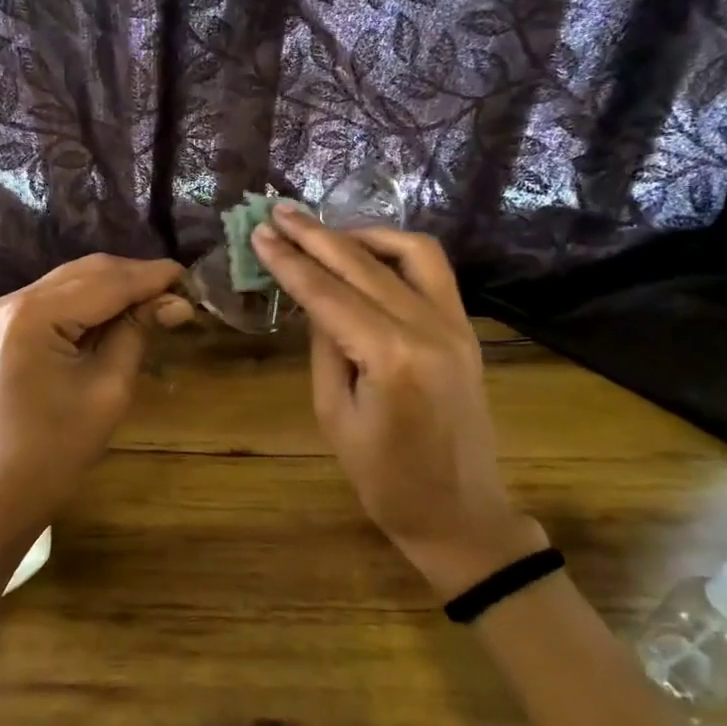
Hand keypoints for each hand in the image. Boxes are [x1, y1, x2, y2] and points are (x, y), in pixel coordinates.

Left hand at [0, 253, 192, 530]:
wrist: (9, 485)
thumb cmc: (62, 446)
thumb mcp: (109, 386)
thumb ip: (138, 332)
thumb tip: (178, 301)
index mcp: (35, 314)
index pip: (106, 282)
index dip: (151, 277)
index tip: (191, 277)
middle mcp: (16, 299)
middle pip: (89, 272)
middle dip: (135, 277)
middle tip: (179, 291)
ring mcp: (8, 310)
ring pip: (76, 279)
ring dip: (117, 285)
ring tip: (158, 299)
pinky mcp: (12, 324)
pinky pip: (61, 297)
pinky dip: (95, 300)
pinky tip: (123, 310)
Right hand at [250, 210, 545, 599]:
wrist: (460, 513)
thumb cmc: (385, 480)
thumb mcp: (334, 415)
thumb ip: (325, 348)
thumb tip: (315, 299)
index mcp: (391, 358)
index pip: (328, 294)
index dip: (290, 262)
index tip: (261, 232)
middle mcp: (428, 328)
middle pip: (362, 265)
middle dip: (315, 235)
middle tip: (278, 213)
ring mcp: (455, 324)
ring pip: (408, 252)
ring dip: (361, 234)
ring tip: (322, 230)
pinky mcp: (465, 329)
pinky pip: (432, 271)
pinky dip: (397, 250)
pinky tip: (367, 251)